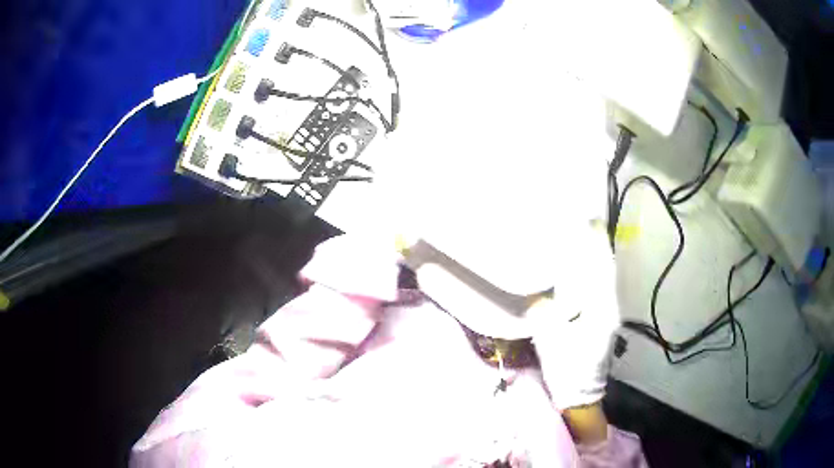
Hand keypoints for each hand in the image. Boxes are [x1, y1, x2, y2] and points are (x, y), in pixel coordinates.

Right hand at [529, 223, 619, 411]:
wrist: (580, 394)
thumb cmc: (568, 369)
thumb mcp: (552, 340)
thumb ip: (545, 312)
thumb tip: (537, 292)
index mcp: (601, 309)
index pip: (602, 268)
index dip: (597, 243)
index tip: (590, 219)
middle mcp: (609, 306)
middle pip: (605, 269)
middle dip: (597, 245)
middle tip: (583, 221)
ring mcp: (608, 313)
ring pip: (603, 278)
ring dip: (595, 257)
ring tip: (582, 237)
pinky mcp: (602, 319)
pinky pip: (598, 288)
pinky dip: (591, 273)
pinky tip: (579, 268)